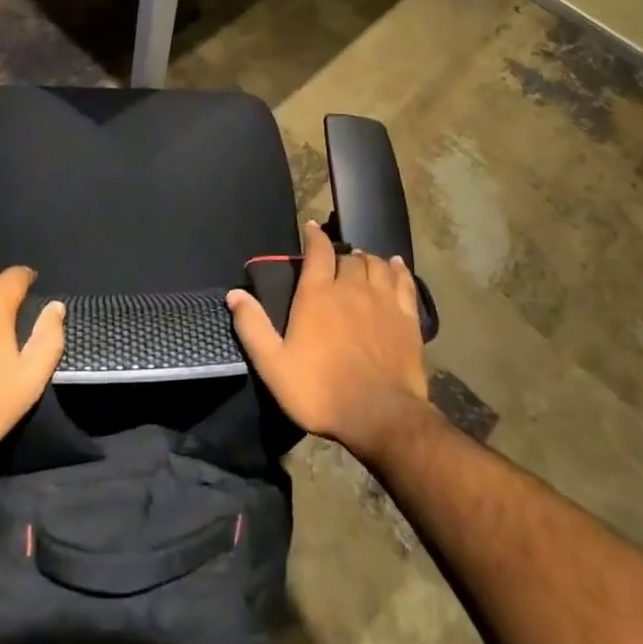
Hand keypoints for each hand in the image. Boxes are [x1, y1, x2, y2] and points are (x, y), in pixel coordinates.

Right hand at [226, 220, 430, 456]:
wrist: (380, 416)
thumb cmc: (320, 391)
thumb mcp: (274, 365)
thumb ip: (252, 327)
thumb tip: (234, 294)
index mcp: (318, 294)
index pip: (318, 251)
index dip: (314, 236)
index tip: (311, 228)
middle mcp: (351, 287)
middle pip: (348, 257)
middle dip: (340, 254)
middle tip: (335, 261)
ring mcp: (383, 300)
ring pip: (376, 264)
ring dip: (366, 259)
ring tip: (361, 262)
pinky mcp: (407, 317)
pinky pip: (404, 281)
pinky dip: (398, 269)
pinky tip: (395, 265)